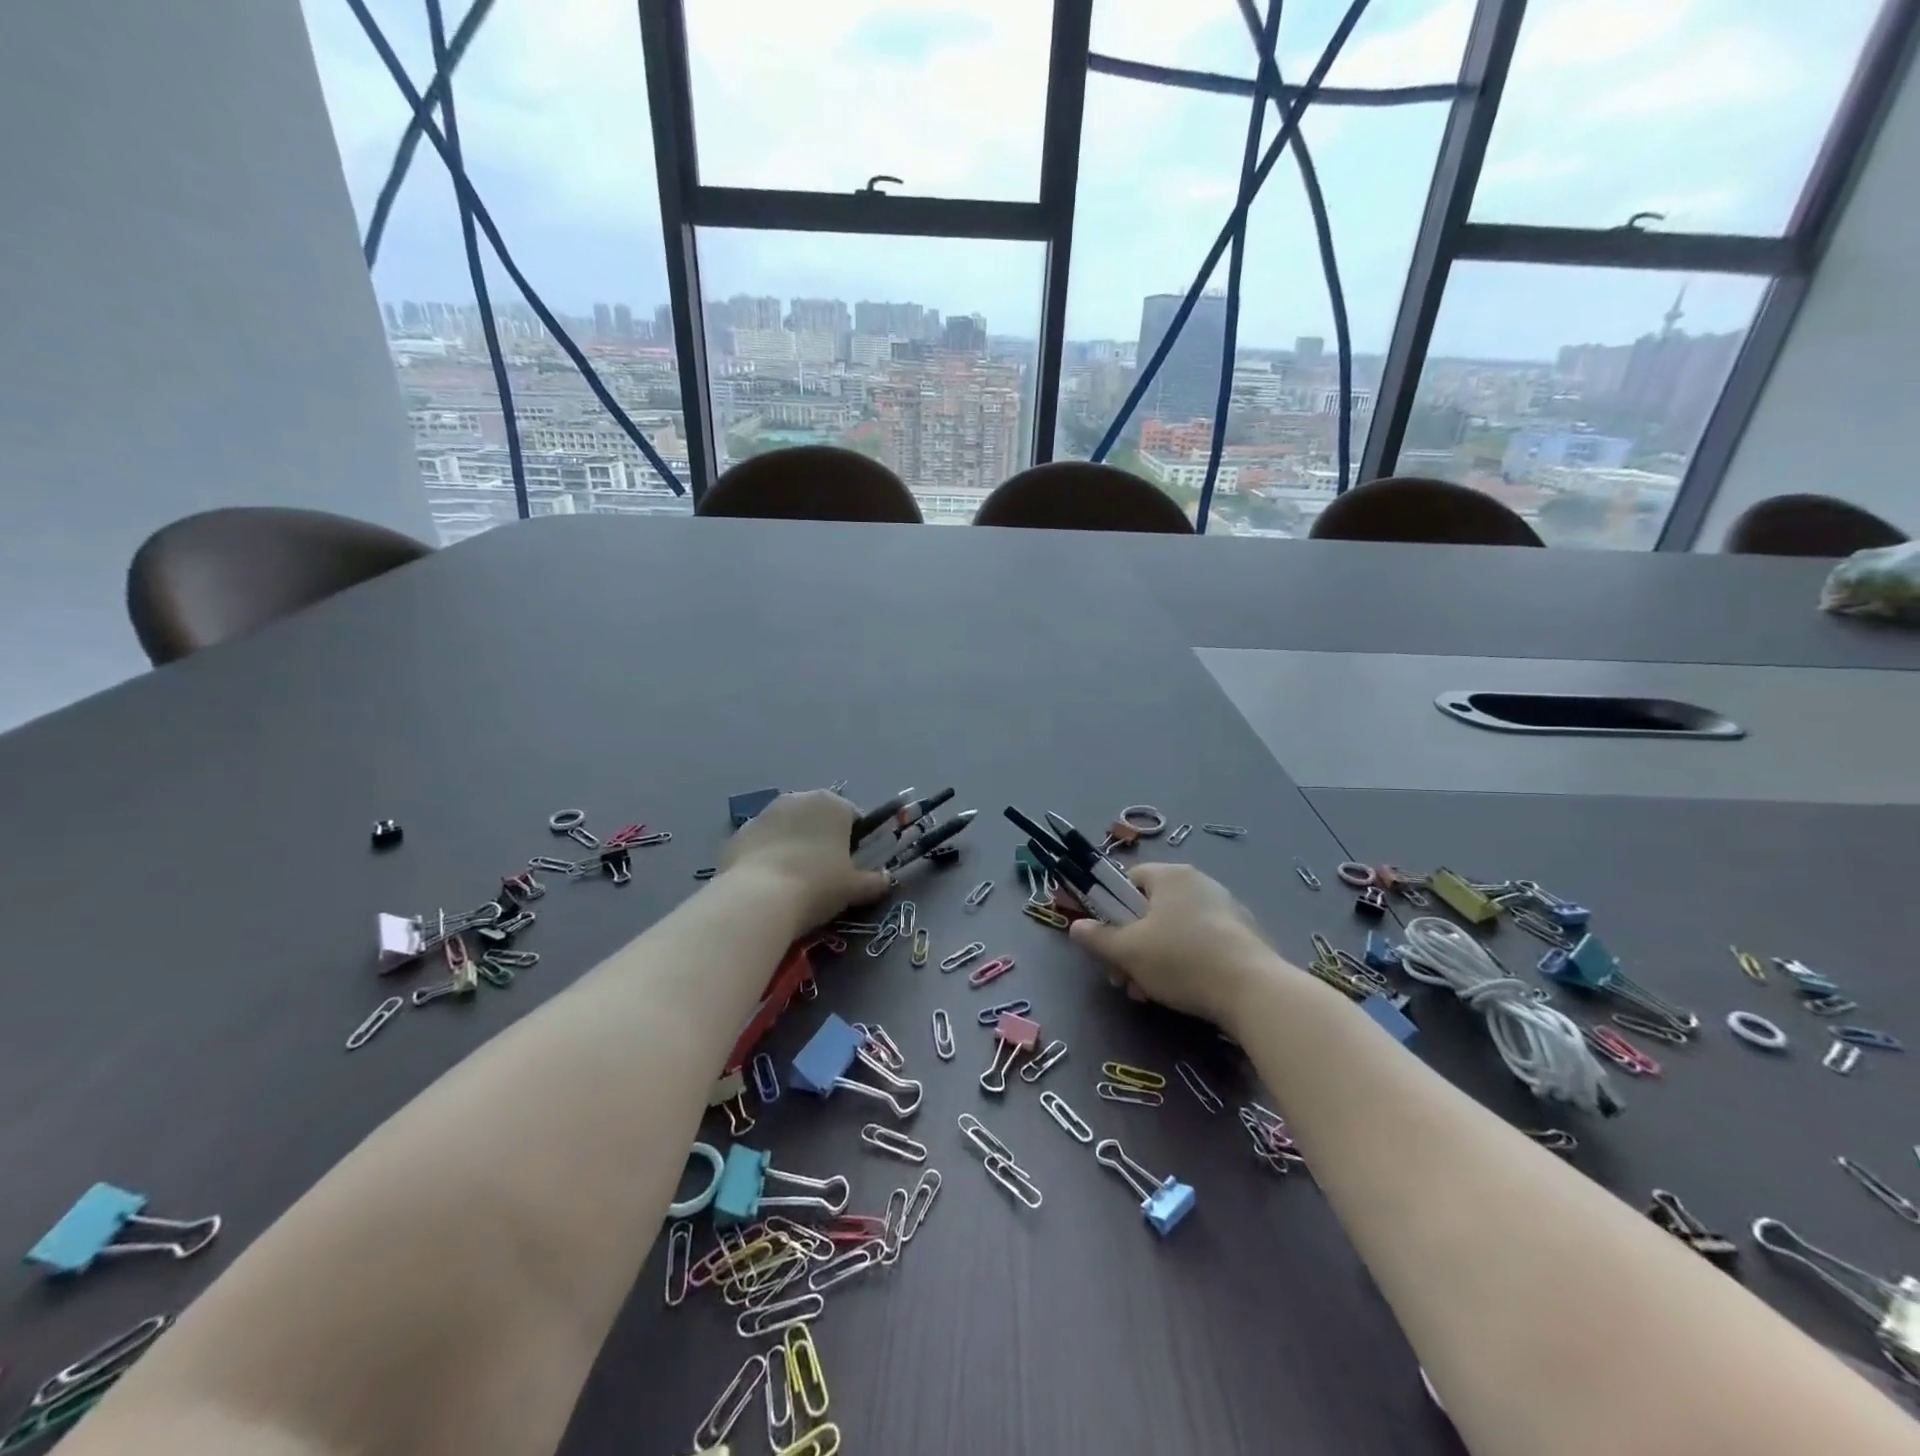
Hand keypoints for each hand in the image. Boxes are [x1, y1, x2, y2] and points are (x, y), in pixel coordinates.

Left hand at [717, 790, 892, 931]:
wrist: (758, 898)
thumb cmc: (817, 885)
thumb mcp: (854, 888)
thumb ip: (874, 881)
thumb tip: (886, 879)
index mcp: (833, 804)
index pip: (853, 817)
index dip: (855, 842)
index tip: (852, 867)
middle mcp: (798, 798)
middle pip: (818, 819)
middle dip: (822, 840)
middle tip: (823, 875)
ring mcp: (764, 813)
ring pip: (788, 828)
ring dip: (793, 846)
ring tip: (792, 882)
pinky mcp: (739, 833)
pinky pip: (762, 843)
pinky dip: (766, 857)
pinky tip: (767, 885)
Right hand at [1068, 863, 1281, 1031]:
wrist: (1255, 992)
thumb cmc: (1182, 960)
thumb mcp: (1128, 951)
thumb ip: (1097, 938)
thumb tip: (1076, 927)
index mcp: (1172, 876)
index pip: (1130, 880)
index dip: (1112, 910)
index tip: (1109, 942)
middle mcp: (1200, 883)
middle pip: (1151, 910)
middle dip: (1132, 945)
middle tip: (1124, 978)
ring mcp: (1226, 909)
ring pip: (1174, 931)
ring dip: (1154, 960)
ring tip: (1150, 994)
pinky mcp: (1245, 937)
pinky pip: (1202, 944)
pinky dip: (1186, 964)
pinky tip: (1183, 994)